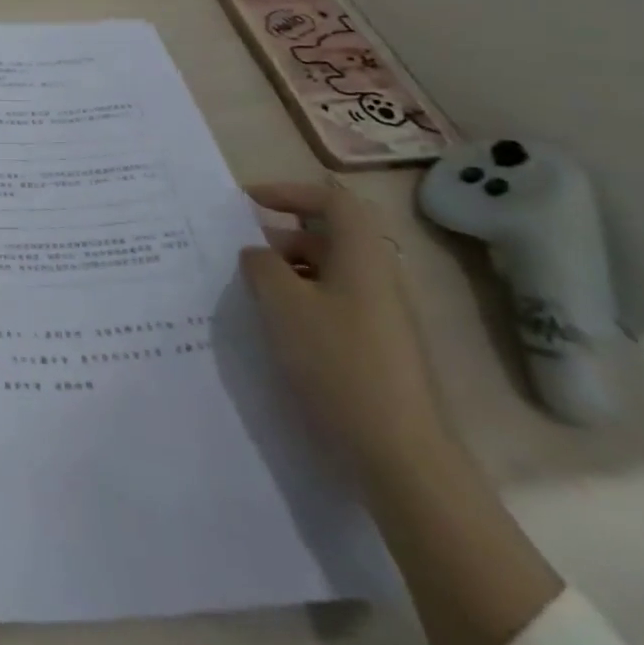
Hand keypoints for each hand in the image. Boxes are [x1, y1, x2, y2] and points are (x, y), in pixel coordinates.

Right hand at [241, 181, 448, 480]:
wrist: (400, 453)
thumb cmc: (337, 363)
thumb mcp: (282, 303)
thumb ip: (261, 265)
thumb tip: (257, 253)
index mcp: (362, 255)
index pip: (331, 198)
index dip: (288, 191)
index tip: (248, 202)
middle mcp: (378, 276)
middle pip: (329, 234)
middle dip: (282, 235)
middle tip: (243, 253)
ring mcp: (383, 314)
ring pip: (330, 271)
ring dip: (289, 270)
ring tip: (253, 291)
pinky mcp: (379, 346)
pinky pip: (335, 302)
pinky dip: (303, 300)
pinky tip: (278, 327)